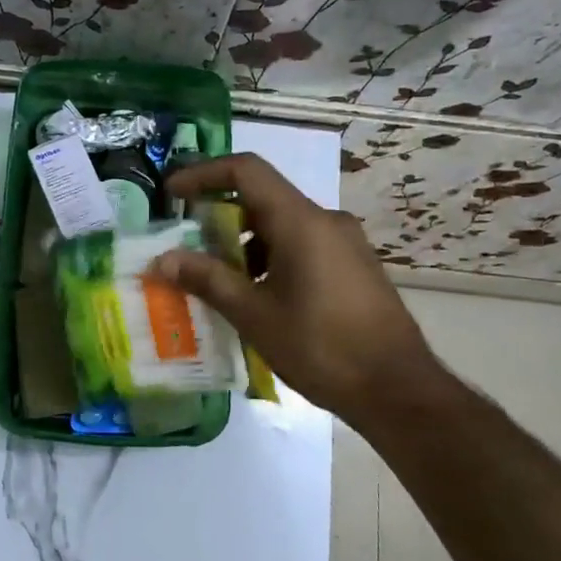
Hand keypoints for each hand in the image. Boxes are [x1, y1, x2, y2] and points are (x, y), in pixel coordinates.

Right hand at [154, 153, 450, 421]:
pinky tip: (256, 298)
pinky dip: (270, 259)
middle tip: (187, 247)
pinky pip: (302, 246)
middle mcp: (325, 221)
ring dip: (244, 245)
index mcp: (301, 221)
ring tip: (217, 281)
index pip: (246, 171)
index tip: (172, 194)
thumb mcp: (254, 315)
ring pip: (282, 226)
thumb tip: (163, 259)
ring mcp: (345, 243)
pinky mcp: (354, 267)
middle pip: (263, 199)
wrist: (398, 389)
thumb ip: (207, 280)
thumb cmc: (321, 347)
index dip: (203, 174)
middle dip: (219, 218)